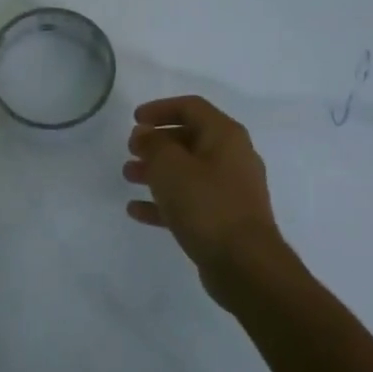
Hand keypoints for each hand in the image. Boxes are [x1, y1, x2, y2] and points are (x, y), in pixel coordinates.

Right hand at [124, 96, 293, 299]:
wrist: (244, 264)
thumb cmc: (206, 205)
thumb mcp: (170, 167)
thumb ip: (153, 144)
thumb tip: (145, 134)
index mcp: (225, 136)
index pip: (191, 107)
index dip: (160, 108)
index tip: (134, 120)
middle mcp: (232, 158)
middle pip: (190, 139)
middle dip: (157, 143)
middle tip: (130, 150)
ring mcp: (230, 190)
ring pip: (187, 171)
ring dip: (157, 171)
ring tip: (128, 176)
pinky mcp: (224, 219)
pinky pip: (189, 201)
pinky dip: (164, 202)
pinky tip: (136, 210)